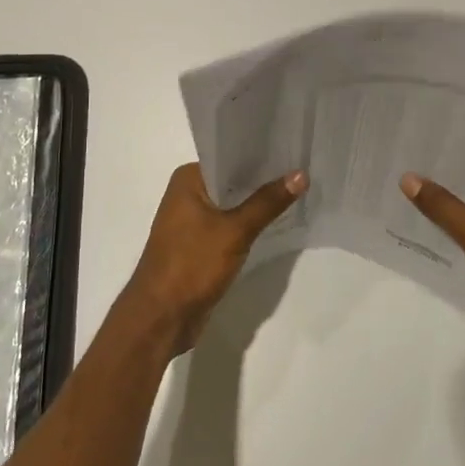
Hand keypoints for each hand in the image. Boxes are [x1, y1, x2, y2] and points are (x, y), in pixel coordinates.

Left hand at [124, 163, 307, 352]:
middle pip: (233, 180)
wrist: (161, 317)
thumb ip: (267, 202)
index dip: (261, 153)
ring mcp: (192, 220)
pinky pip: (230, 225)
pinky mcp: (200, 244)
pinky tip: (278, 220)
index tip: (293, 147)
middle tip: (303, 169)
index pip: (230, 156)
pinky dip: (250, 224)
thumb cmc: (191, 265)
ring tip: (299, 191)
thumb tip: (301, 174)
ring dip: (258, 203)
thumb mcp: (235, 231)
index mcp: (188, 179)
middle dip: (264, 179)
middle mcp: (188, 194)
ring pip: (233, 204)